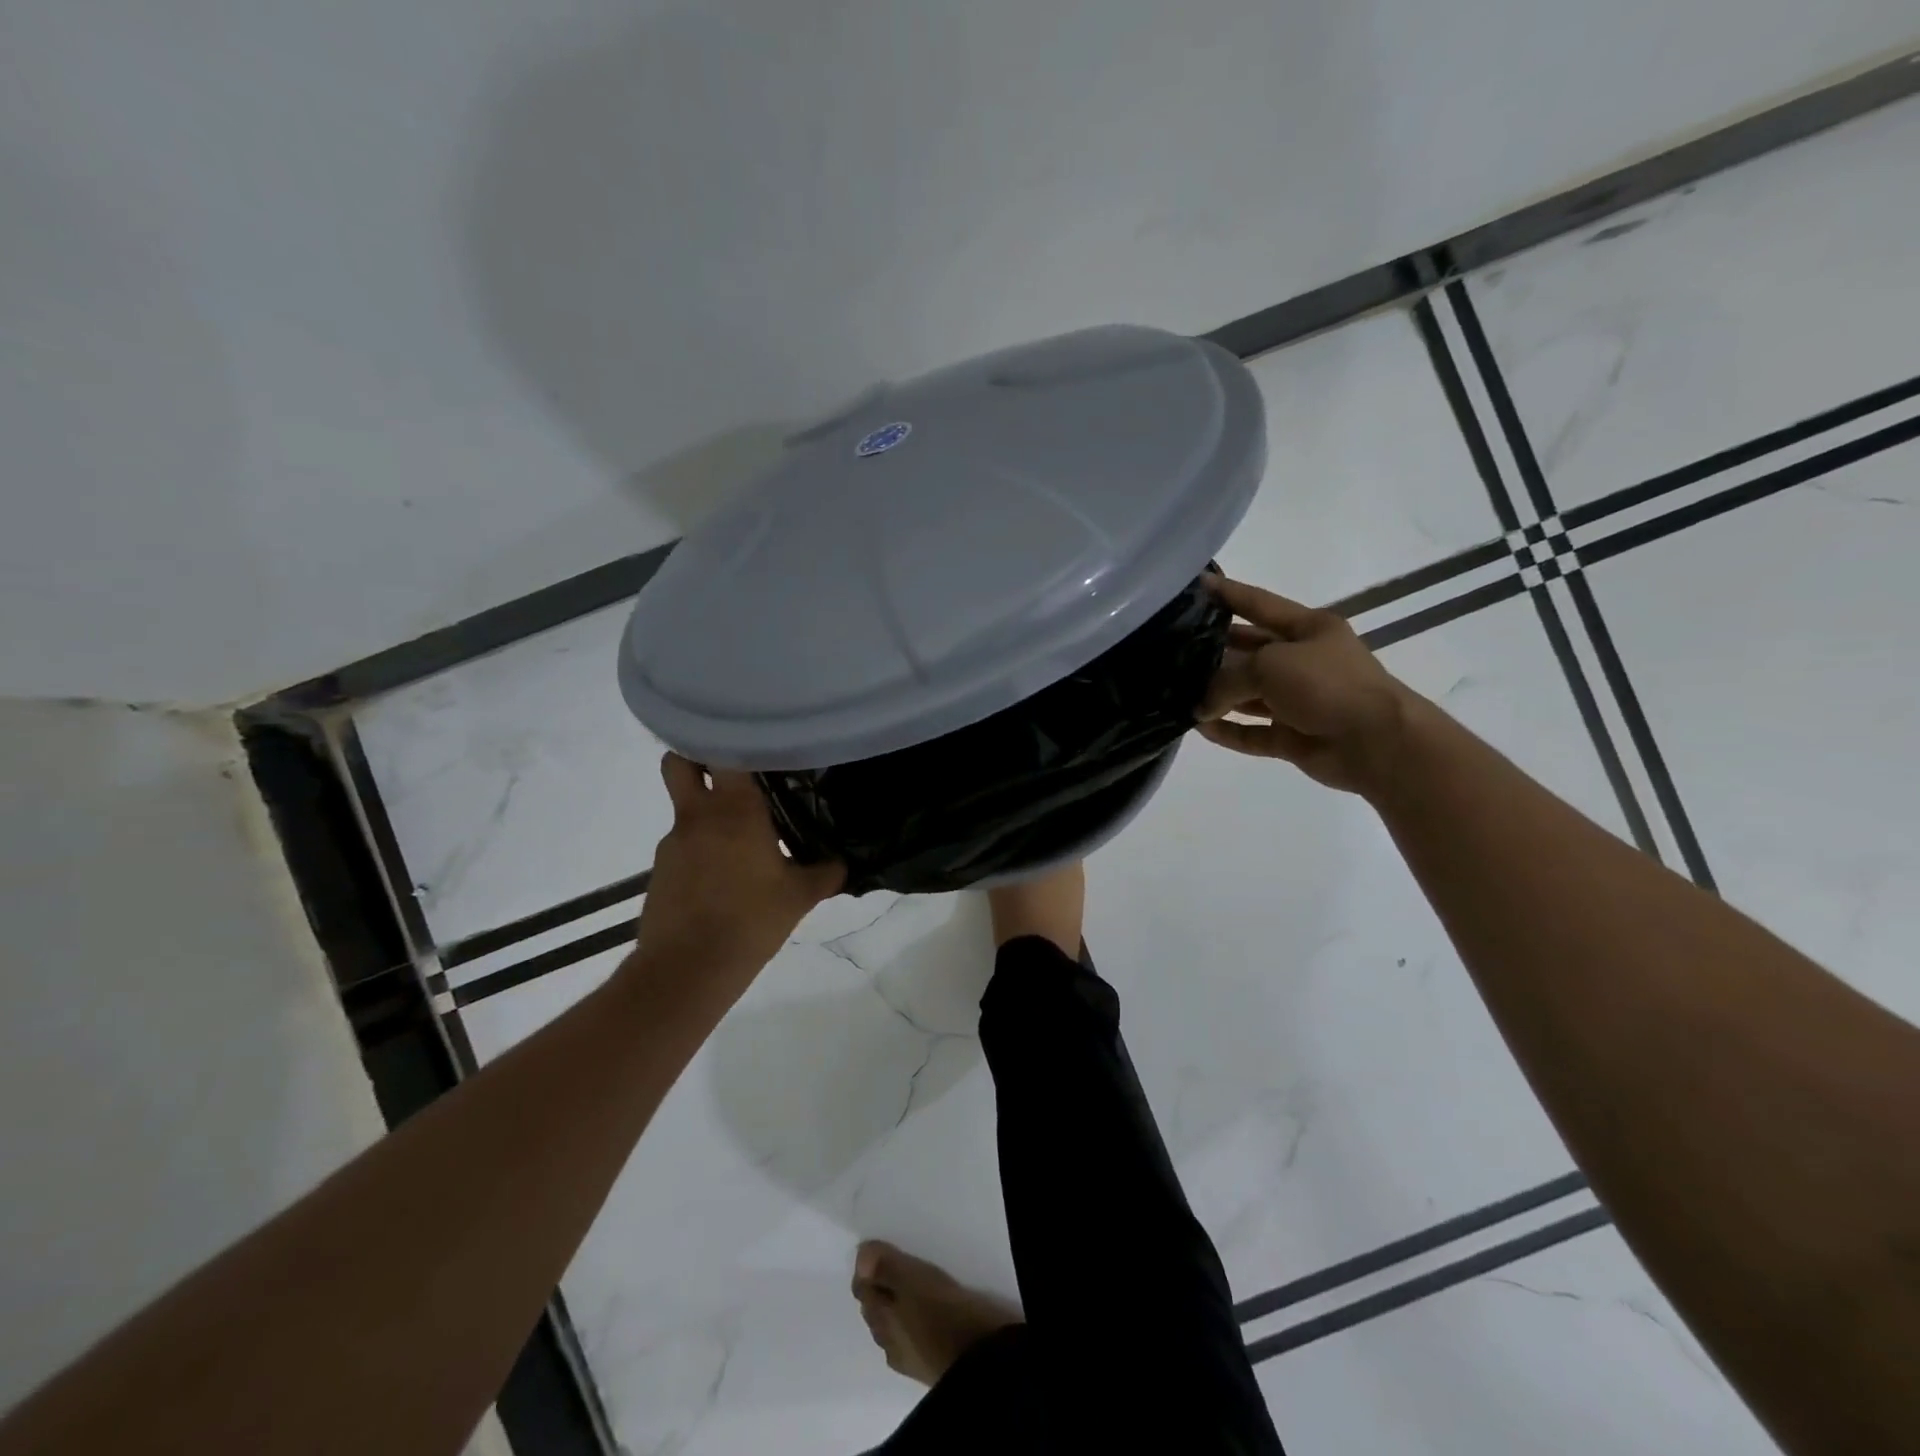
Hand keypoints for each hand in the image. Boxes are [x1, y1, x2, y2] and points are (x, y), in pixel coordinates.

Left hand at [630, 755, 844, 995]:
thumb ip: (825, 873)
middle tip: (731, 773)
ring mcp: (672, 843)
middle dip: (696, 758)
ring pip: (685, 810)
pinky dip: (701, 851)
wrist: (686, 970)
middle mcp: (697, 816)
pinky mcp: (659, 871)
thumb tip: (841, 862)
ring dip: (707, 816)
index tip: (755, 744)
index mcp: (734, 809)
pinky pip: (683, 846)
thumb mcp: (800, 897)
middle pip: (678, 763)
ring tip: (740, 844)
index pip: (722, 751)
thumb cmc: (751, 920)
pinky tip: (723, 879)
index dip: (734, 741)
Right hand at [1195, 575, 1420, 796]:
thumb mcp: (1270, 665)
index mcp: (1309, 629)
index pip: (1259, 604)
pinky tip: (1198, 728)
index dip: (1228, 593)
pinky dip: (1228, 730)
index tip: (1196, 584)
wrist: (1377, 742)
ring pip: (1248, 695)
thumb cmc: (1327, 685)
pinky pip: (1252, 732)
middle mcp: (1304, 661)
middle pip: (1250, 652)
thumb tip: (1200, 706)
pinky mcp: (1293, 736)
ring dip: (1217, 696)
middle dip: (1215, 651)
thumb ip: (1226, 680)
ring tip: (1177, 692)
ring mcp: (1299, 701)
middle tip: (1174, 650)